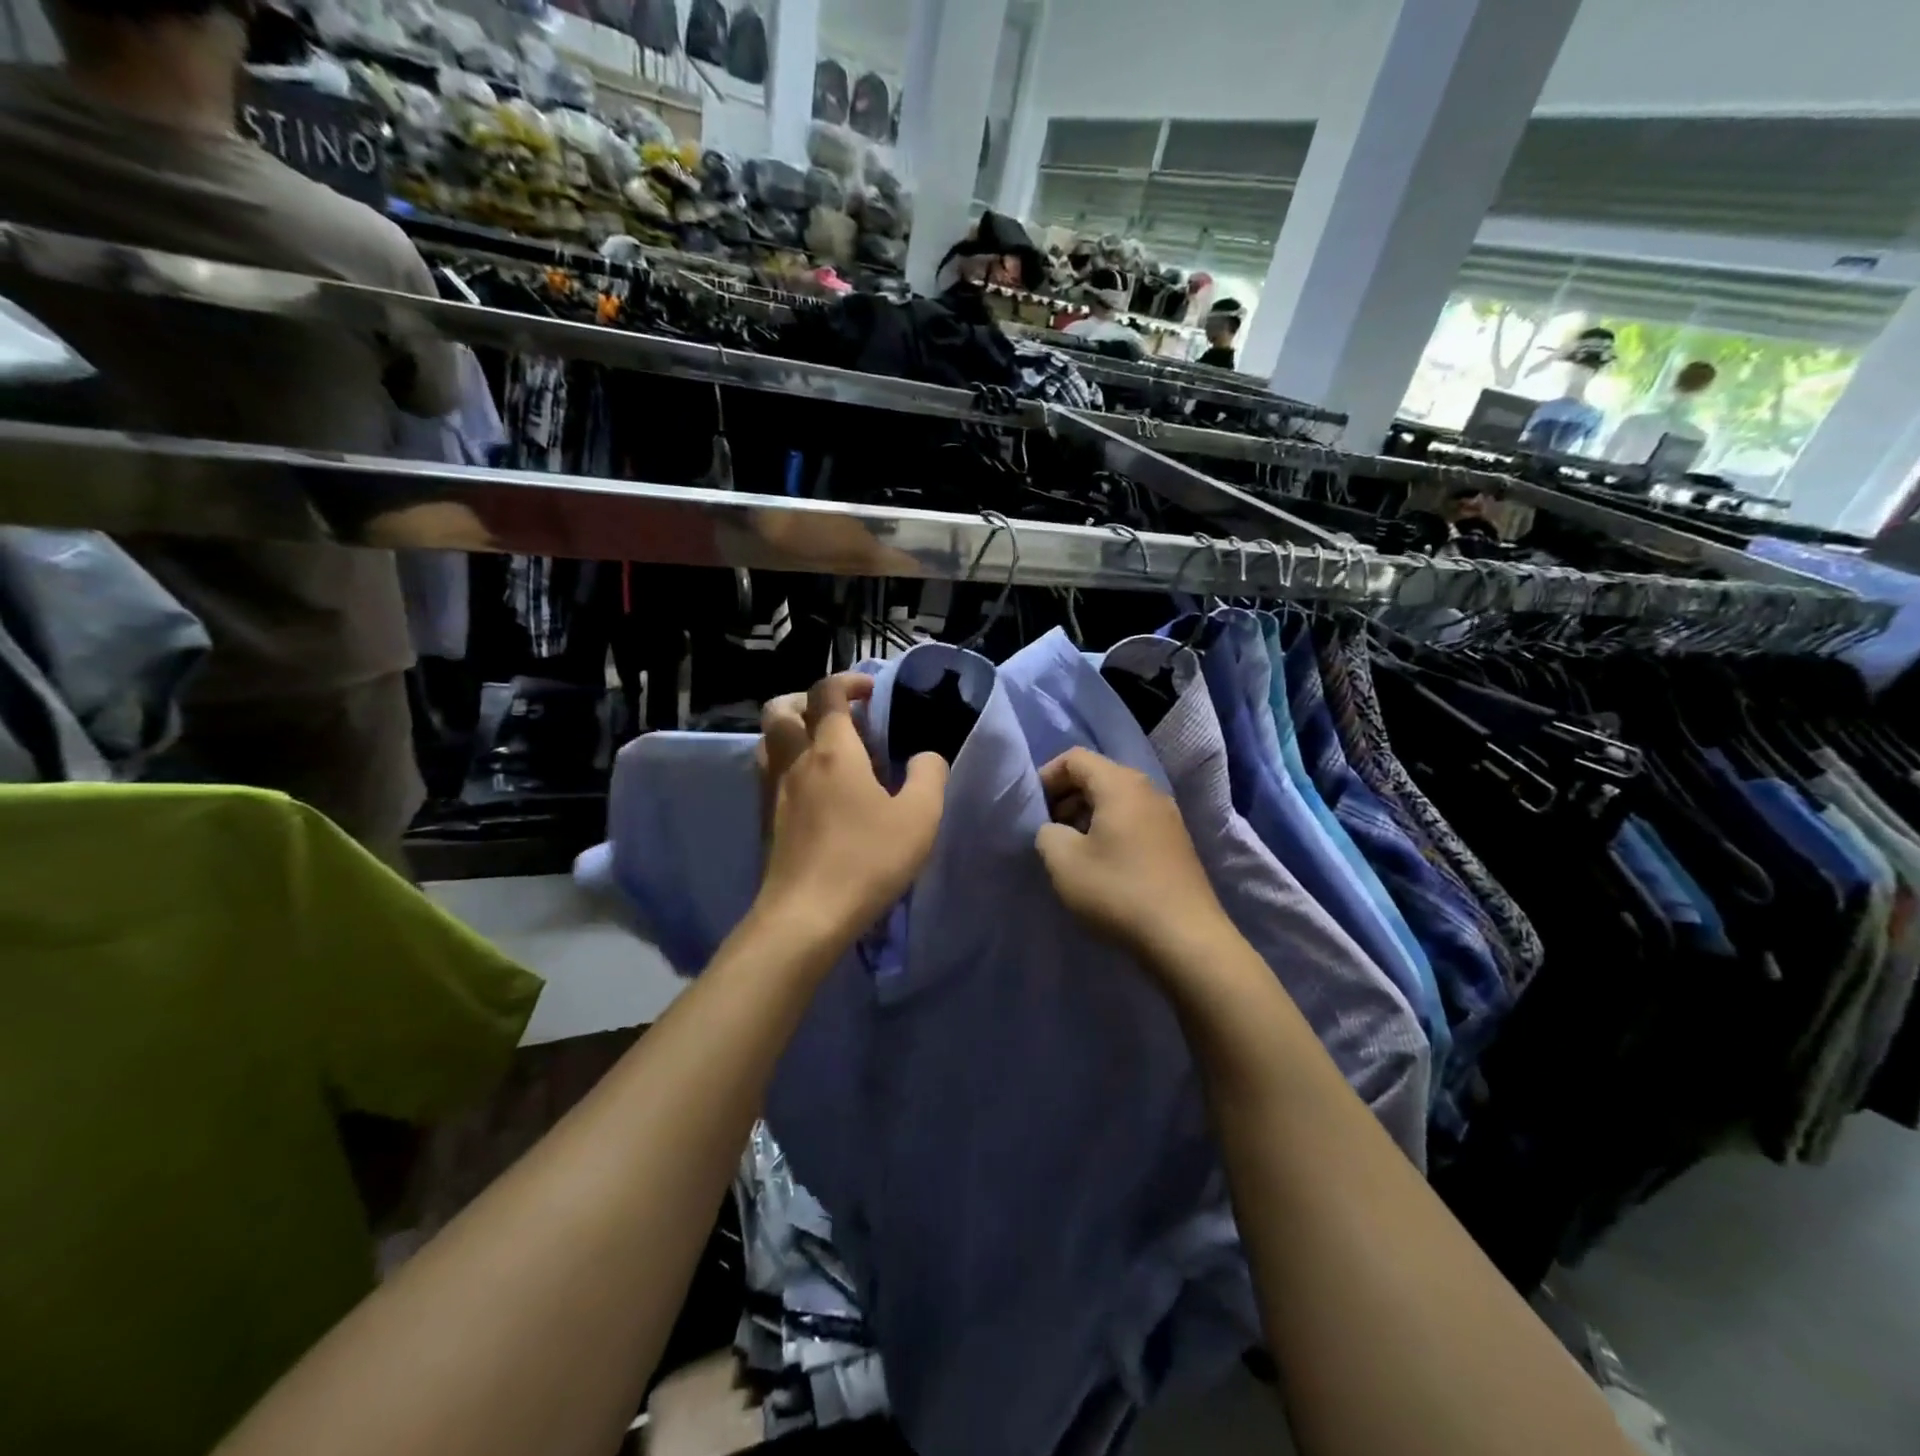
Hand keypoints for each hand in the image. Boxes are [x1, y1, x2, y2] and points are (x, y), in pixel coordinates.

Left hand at [755, 674, 948, 943]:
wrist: (806, 915)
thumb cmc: (866, 860)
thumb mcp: (919, 817)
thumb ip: (929, 775)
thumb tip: (925, 755)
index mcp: (832, 750)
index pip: (828, 692)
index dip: (849, 681)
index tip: (872, 692)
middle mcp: (795, 760)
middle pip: (782, 708)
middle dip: (809, 699)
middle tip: (840, 717)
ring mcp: (773, 789)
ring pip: (768, 739)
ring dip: (793, 729)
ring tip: (825, 749)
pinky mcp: (764, 818)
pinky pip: (768, 771)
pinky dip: (787, 762)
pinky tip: (814, 788)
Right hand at [1035, 748, 1229, 962]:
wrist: (1185, 938)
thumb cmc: (1118, 891)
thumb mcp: (1064, 862)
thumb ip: (1046, 833)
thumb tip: (1054, 830)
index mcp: (1120, 784)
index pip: (1075, 758)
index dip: (1047, 776)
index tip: (1033, 809)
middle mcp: (1148, 790)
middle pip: (1098, 775)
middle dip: (1066, 797)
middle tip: (1048, 830)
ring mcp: (1167, 816)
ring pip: (1116, 800)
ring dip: (1087, 815)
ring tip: (1071, 850)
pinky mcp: (1176, 842)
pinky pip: (1134, 820)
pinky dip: (1110, 830)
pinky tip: (1102, 864)